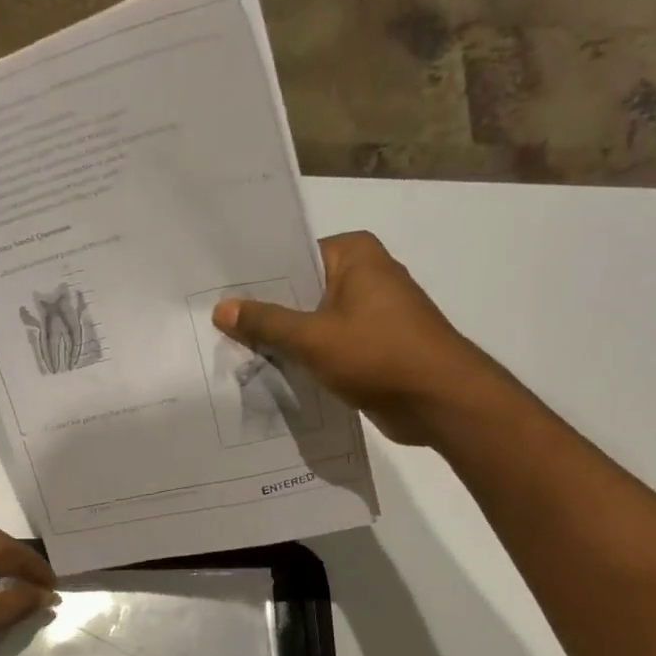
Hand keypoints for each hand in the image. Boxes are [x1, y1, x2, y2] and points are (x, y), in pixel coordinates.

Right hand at [212, 231, 494, 444]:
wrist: (440, 400)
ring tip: (233, 351)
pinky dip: (304, 358)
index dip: (256, 279)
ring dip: (283, 340)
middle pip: (300, 290)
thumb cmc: (378, 355)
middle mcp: (365, 275)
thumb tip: (221, 308)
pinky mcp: (373, 346)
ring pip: (312, 322)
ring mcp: (371, 313)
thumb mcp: (312, 337)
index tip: (217, 296)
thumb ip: (266, 322)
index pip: (292, 257)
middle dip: (265, 312)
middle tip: (216, 328)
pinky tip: (269, 373)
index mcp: (355, 254)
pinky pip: (327, 346)